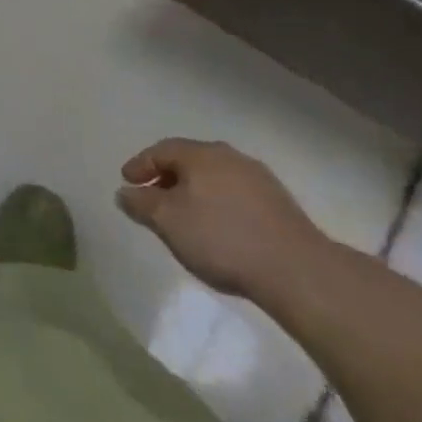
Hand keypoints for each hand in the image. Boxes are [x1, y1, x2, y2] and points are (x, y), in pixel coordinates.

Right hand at [117, 138, 328, 298]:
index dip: (140, 165)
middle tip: (153, 197)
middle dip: (167, 177)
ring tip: (185, 215)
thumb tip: (124, 192)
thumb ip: (141, 204)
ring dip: (195, 191)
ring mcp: (259, 178)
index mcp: (201, 154)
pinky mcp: (280, 204)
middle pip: (189, 161)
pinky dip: (219, 203)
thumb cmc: (221, 238)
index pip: (161, 150)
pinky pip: (236, 194)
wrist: (297, 271)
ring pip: (215, 177)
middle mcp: (229, 156)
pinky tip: (219, 227)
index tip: (127, 182)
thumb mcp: (167, 222)